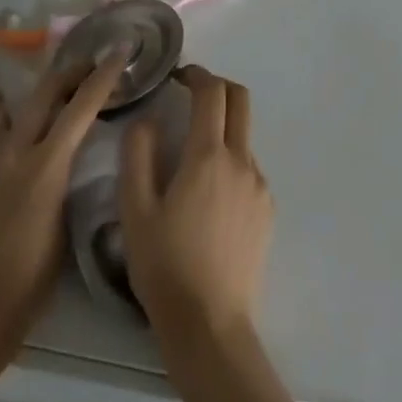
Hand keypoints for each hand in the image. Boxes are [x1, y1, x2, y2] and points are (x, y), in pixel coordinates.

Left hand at [0, 54, 125, 356]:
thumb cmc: (30, 281)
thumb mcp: (65, 225)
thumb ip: (66, 178)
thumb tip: (70, 153)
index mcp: (46, 165)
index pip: (81, 106)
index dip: (103, 76)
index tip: (118, 53)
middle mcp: (12, 150)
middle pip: (43, 92)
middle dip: (68, 73)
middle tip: (85, 67)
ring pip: (6, 107)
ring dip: (29, 97)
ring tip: (41, 98)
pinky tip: (6, 140)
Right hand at [120, 66, 272, 343]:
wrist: (211, 327)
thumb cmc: (165, 266)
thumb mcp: (135, 210)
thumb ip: (137, 155)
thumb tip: (145, 120)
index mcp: (208, 156)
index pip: (211, 92)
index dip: (196, 74)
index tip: (177, 75)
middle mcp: (241, 162)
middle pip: (240, 101)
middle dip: (217, 87)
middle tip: (190, 95)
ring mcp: (259, 187)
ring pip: (244, 137)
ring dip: (222, 128)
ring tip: (191, 156)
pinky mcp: (266, 211)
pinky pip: (249, 169)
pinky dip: (230, 161)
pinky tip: (208, 194)